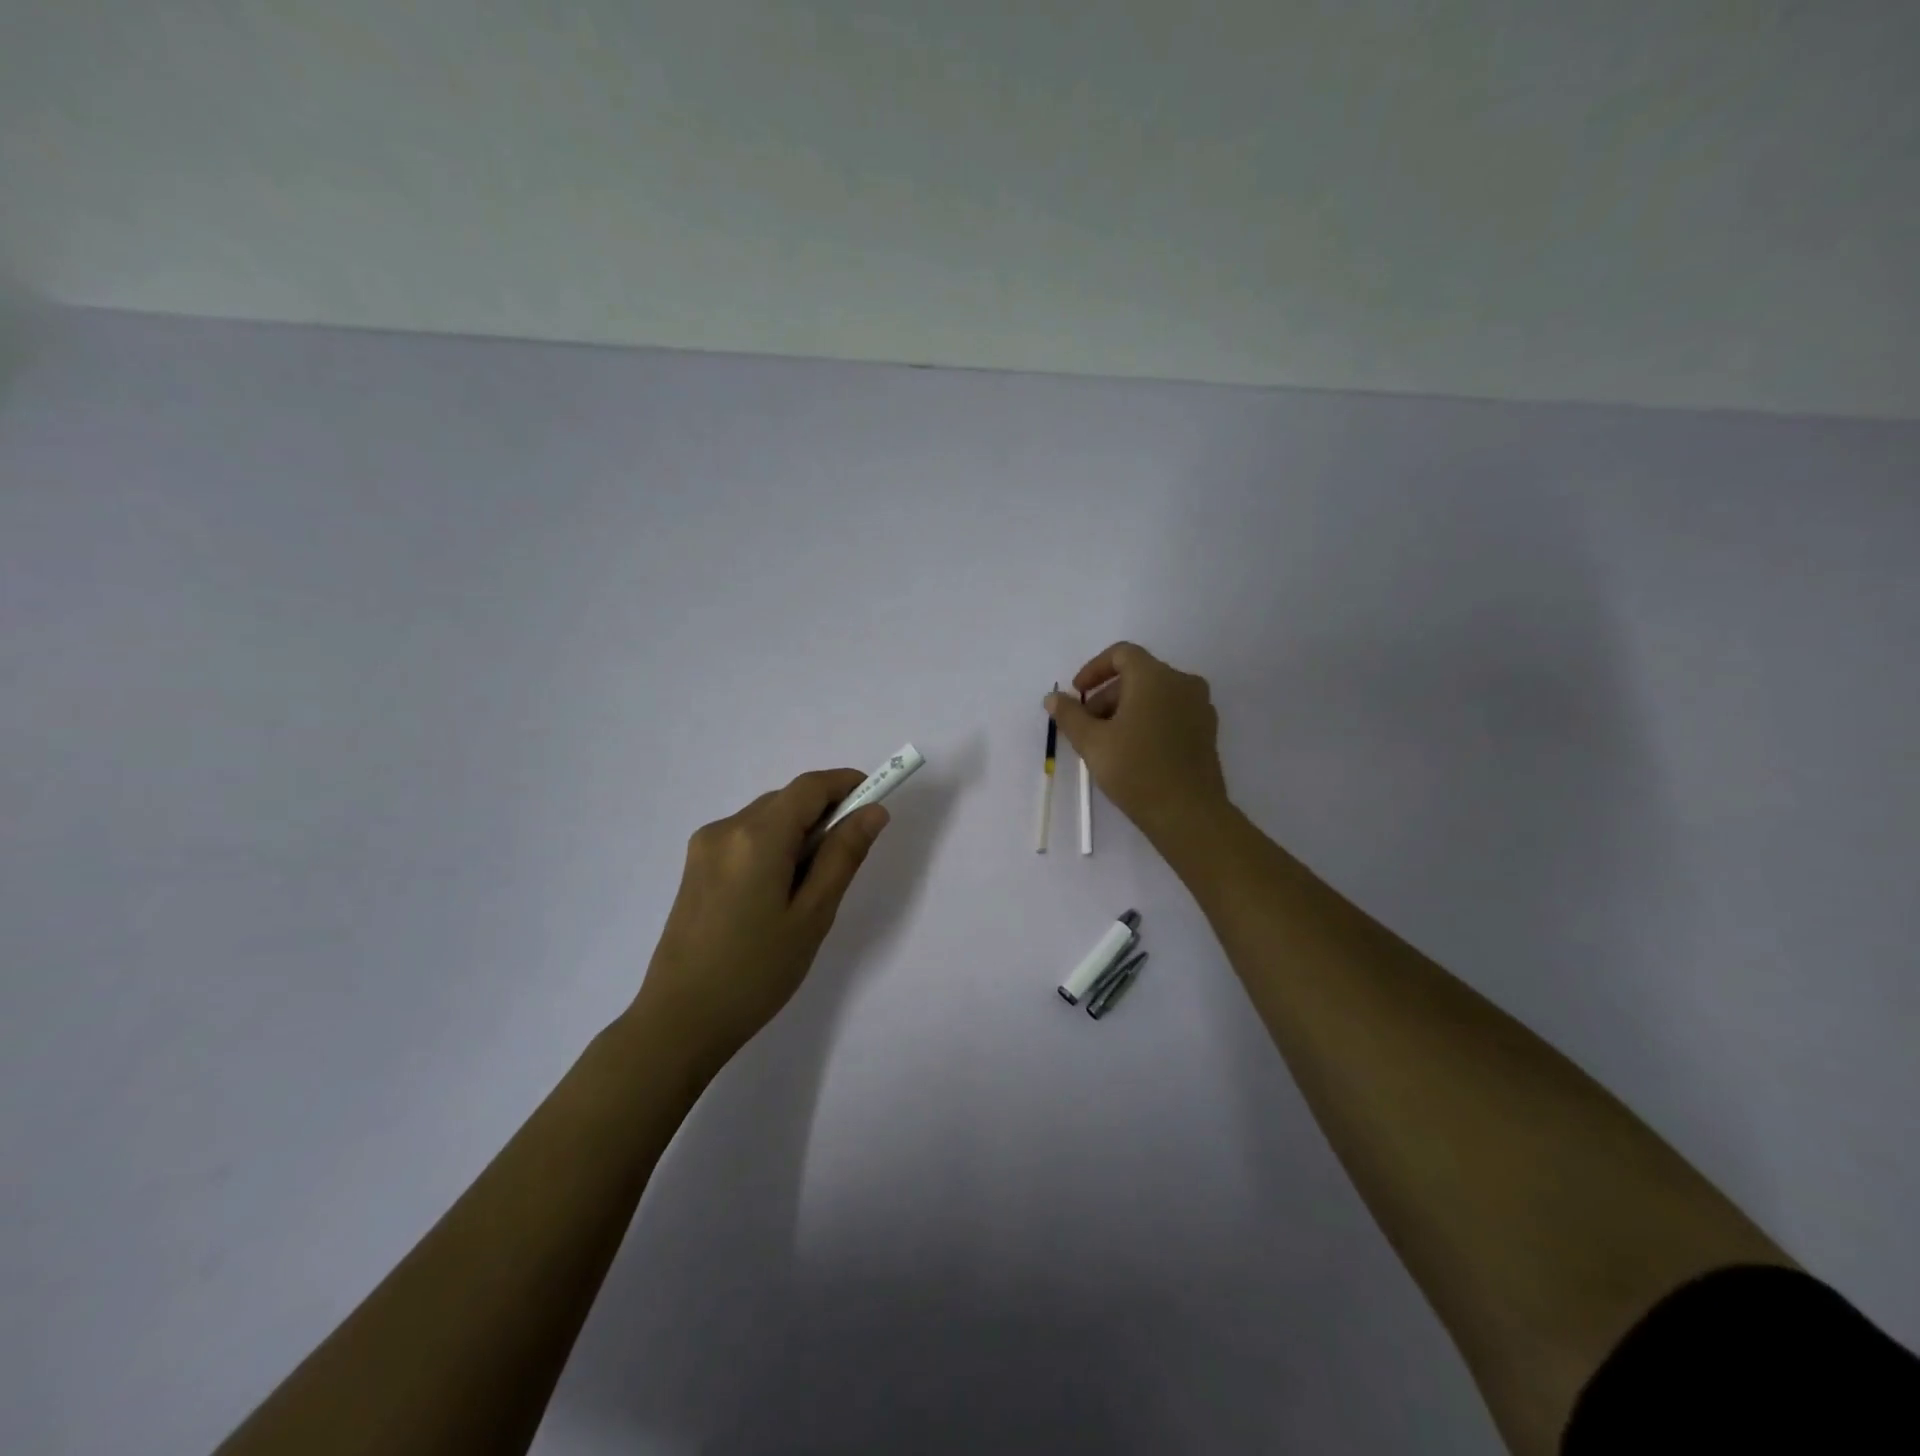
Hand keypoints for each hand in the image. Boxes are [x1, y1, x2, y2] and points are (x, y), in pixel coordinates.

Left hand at [630, 769, 888, 1069]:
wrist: (680, 1021)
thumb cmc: (756, 972)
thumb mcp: (813, 915)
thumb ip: (844, 855)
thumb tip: (873, 811)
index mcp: (757, 836)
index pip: (810, 786)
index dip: (847, 784)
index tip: (876, 803)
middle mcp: (726, 828)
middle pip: (788, 800)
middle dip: (825, 814)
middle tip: (848, 860)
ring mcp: (705, 846)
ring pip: (767, 818)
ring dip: (799, 833)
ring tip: (811, 888)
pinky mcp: (696, 866)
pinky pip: (747, 838)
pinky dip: (774, 847)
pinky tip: (778, 893)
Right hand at [1045, 642, 1229, 847]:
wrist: (1188, 813)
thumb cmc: (1136, 770)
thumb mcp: (1092, 742)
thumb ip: (1070, 715)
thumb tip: (1053, 698)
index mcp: (1155, 677)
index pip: (1122, 654)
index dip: (1094, 669)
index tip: (1077, 694)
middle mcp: (1182, 683)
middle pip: (1138, 675)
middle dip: (1107, 695)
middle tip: (1086, 725)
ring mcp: (1199, 707)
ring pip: (1155, 695)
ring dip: (1126, 709)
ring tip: (1107, 742)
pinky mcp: (1207, 731)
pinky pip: (1171, 712)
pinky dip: (1148, 720)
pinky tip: (1133, 751)